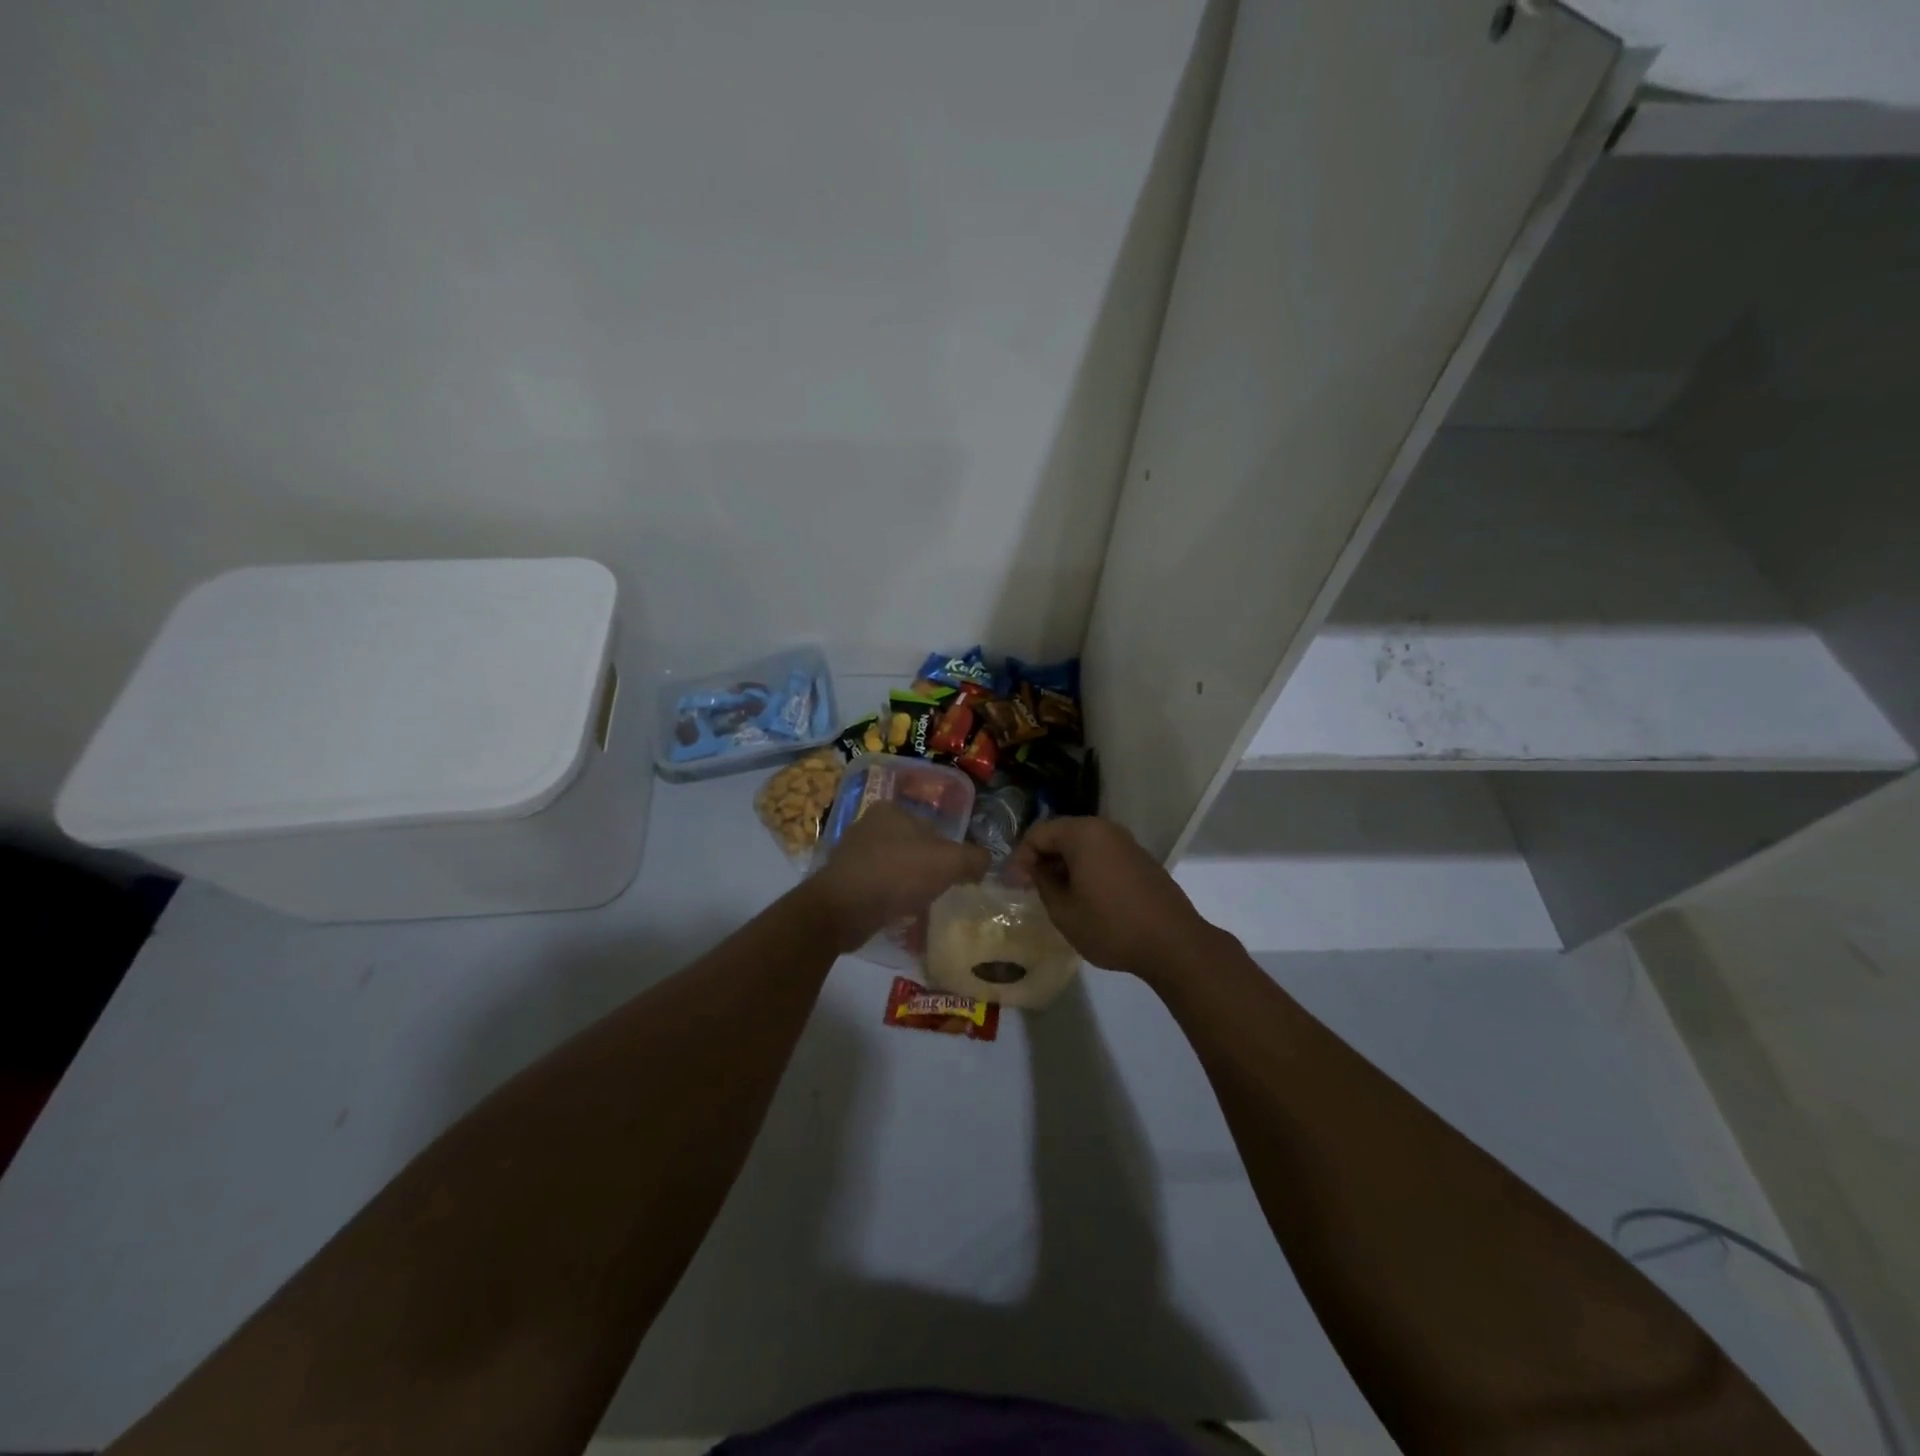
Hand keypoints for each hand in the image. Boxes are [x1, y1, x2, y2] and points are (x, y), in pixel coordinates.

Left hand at [803, 803, 989, 951]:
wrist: (844, 908)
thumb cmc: (898, 873)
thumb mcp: (949, 862)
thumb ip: (973, 858)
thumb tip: (985, 862)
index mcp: (891, 810)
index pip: (930, 826)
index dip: (947, 850)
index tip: (955, 874)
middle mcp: (868, 825)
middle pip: (911, 846)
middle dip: (925, 867)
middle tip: (940, 890)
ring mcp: (851, 854)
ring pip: (893, 867)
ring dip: (906, 883)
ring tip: (920, 903)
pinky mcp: (842, 881)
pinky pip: (876, 887)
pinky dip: (888, 897)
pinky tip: (897, 912)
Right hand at [1009, 816, 1224, 981]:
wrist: (1173, 943)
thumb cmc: (1110, 925)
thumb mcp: (1063, 910)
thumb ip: (1042, 883)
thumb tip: (1035, 869)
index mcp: (1083, 833)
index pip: (1038, 833)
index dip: (1020, 857)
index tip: (1013, 885)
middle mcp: (1106, 829)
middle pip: (1062, 834)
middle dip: (1043, 858)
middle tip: (1031, 887)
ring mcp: (1127, 843)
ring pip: (1084, 845)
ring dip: (1065, 864)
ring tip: (1056, 895)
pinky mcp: (1141, 860)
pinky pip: (1103, 855)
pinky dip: (1087, 869)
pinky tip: (1086, 897)